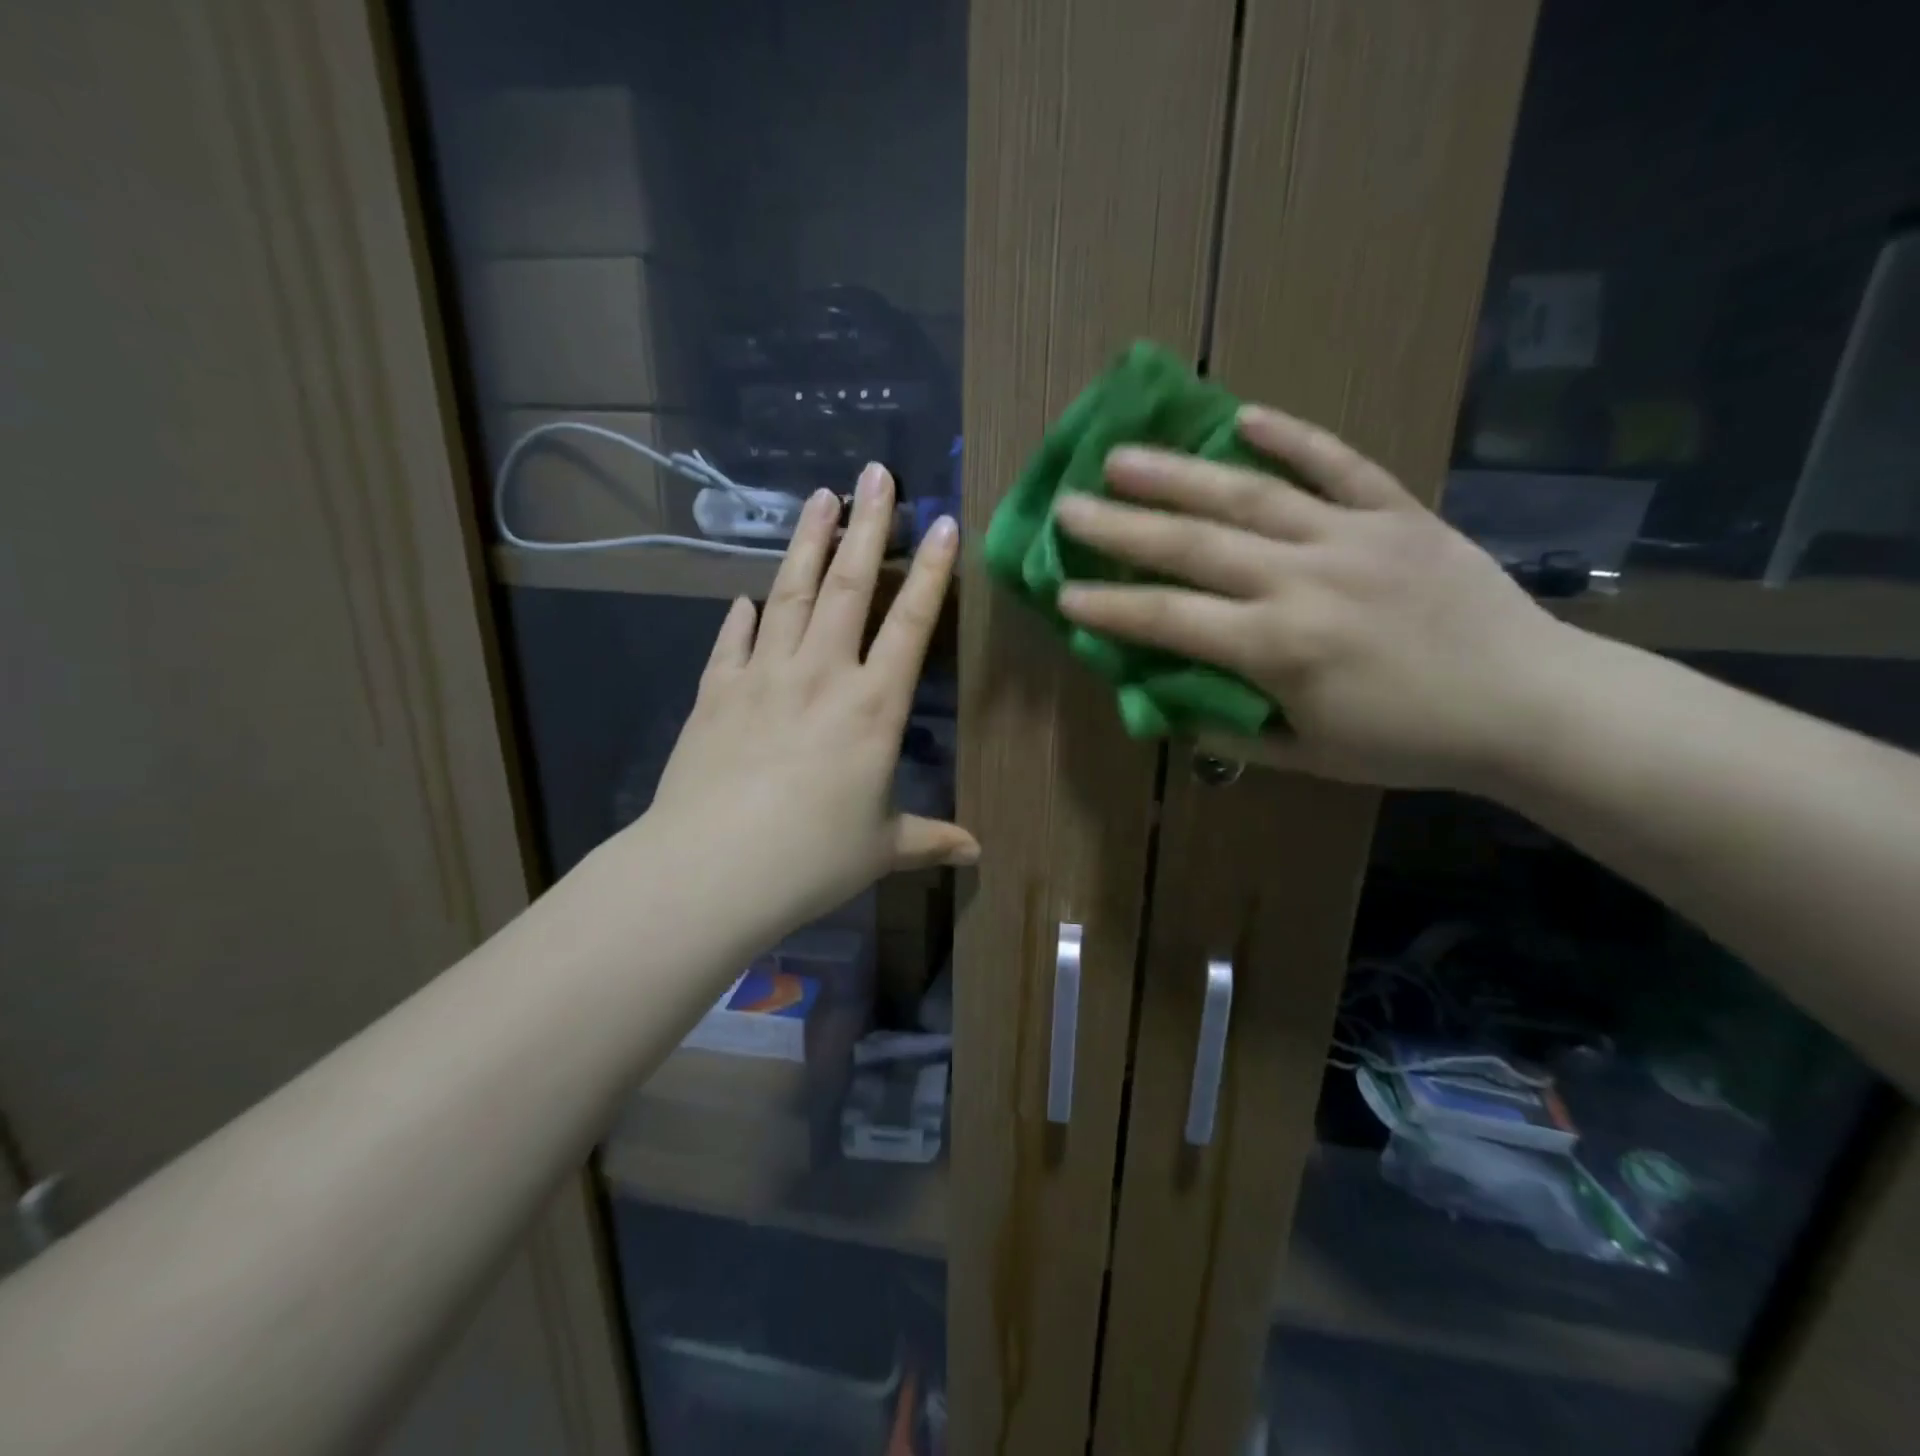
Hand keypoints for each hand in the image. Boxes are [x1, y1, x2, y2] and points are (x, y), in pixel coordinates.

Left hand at [646, 463, 975, 934]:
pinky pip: (732, 641)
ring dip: (808, 543)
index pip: (911, 625)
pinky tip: (743, 597)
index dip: (931, 572)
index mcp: (872, 708)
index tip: (942, 523)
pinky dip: (740, 617)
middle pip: (850, 586)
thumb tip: (976, 852)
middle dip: (867, 526)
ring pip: (791, 594)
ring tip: (819, 496)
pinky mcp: (715, 692)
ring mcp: (762, 676)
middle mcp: (821, 675)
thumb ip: (930, 839)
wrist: (713, 868)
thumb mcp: (881, 849)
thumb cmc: (811, 859)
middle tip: (874, 473)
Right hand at [1053, 405, 1577, 789]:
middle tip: (1068, 506)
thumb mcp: (1308, 755)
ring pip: (1250, 495)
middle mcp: (1304, 581)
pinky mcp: (1398, 513)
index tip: (1061, 592)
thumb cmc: (1410, 741)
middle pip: (1194, 545)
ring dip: (1179, 473)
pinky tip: (1243, 416)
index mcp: (1279, 648)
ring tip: (1122, 455)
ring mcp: (1352, 538)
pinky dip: (1292, 437)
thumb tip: (1169, 700)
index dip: (1109, 606)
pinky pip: (1339, 464)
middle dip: (1121, 526)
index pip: (1170, 620)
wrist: (1531, 704)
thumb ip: (1231, 727)